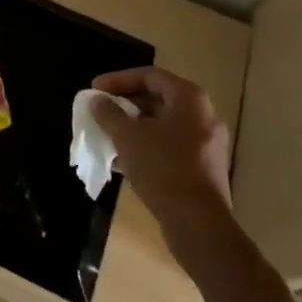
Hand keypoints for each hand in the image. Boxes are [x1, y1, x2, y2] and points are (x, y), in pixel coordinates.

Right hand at [91, 66, 232, 234]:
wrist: (199, 226)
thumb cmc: (163, 169)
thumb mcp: (128, 137)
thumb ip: (109, 113)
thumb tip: (97, 100)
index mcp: (189, 99)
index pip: (149, 76)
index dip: (118, 80)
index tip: (95, 90)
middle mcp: (203, 115)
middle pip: (157, 99)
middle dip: (125, 104)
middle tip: (101, 111)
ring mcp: (206, 144)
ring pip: (163, 125)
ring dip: (134, 128)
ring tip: (108, 135)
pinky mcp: (204, 169)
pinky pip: (170, 147)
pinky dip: (147, 147)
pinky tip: (123, 161)